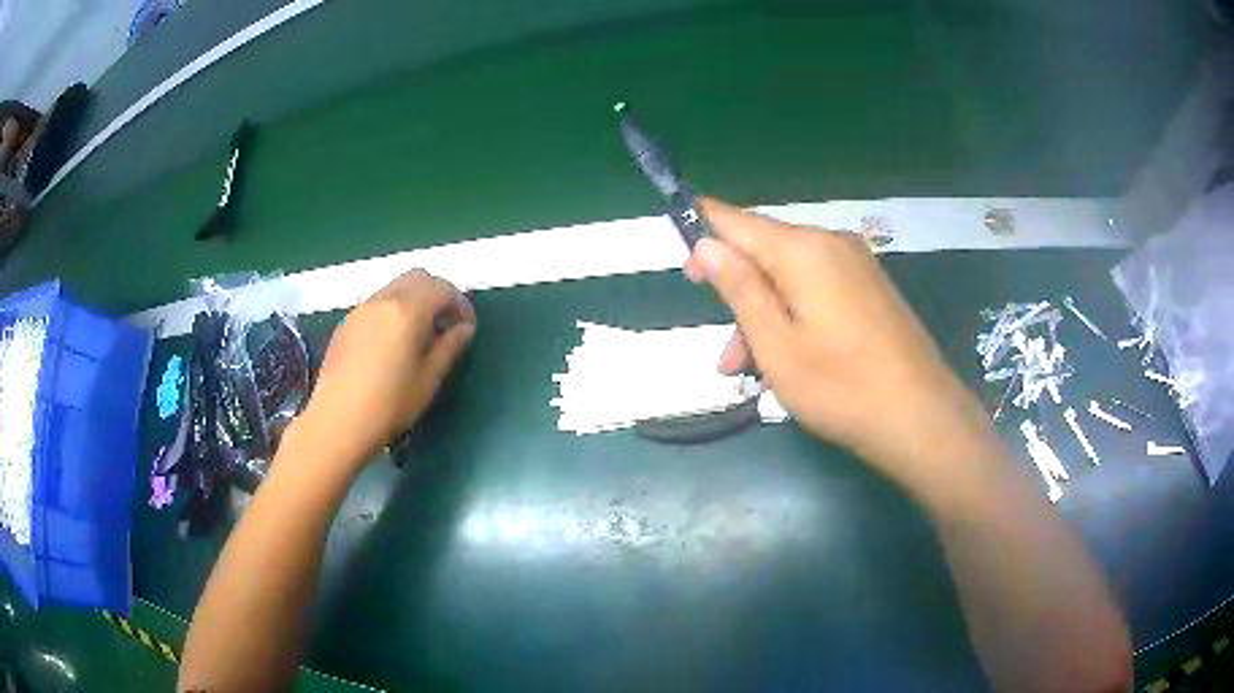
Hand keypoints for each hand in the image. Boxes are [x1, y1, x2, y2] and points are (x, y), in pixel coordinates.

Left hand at [296, 270, 474, 466]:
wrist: (337, 423)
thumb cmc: (389, 405)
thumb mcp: (428, 380)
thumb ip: (449, 347)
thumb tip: (463, 328)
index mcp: (406, 310)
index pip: (442, 287)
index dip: (460, 303)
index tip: (466, 328)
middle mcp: (382, 300)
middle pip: (417, 277)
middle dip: (437, 294)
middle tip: (445, 324)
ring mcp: (360, 309)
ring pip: (395, 287)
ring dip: (414, 300)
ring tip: (420, 335)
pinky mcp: (345, 324)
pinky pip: (377, 303)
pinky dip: (393, 310)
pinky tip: (392, 343)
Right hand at [685, 199, 997, 493]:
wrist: (920, 417)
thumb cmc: (840, 386)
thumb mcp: (775, 343)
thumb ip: (739, 287)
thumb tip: (706, 243)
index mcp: (803, 249)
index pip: (736, 220)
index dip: (703, 233)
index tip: (685, 267)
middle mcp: (831, 244)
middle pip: (765, 253)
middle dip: (737, 296)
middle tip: (725, 356)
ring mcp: (857, 266)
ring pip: (791, 278)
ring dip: (764, 317)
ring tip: (751, 373)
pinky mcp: (871, 290)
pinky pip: (818, 290)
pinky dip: (794, 317)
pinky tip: (788, 361)